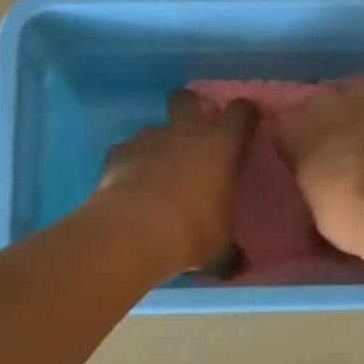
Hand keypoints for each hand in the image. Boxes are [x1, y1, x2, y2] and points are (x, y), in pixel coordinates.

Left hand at [97, 90, 258, 274]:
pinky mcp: (118, 152)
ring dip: (157, 145)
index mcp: (221, 147)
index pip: (241, 112)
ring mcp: (149, 139)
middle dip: (189, 108)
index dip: (244, 114)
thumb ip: (231, 248)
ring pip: (154, 129)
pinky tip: (128, 188)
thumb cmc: (193, 233)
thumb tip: (239, 265)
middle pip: (187, 98)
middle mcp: (186, 133)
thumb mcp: (221, 246)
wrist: (135, 232)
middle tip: (191, 133)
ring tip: (154, 175)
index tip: (245, 123)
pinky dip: (129, 165)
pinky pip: (126, 152)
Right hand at [272, 78, 363, 260]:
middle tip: (345, 149)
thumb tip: (318, 179)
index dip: (299, 140)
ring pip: (357, 92)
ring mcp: (363, 88)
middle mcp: (321, 100)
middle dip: (330, 121)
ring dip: (362, 110)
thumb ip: (310, 179)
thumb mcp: (314, 206)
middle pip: (320, 102)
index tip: (310, 157)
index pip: (284, 124)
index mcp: (292, 130)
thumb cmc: (352, 220)